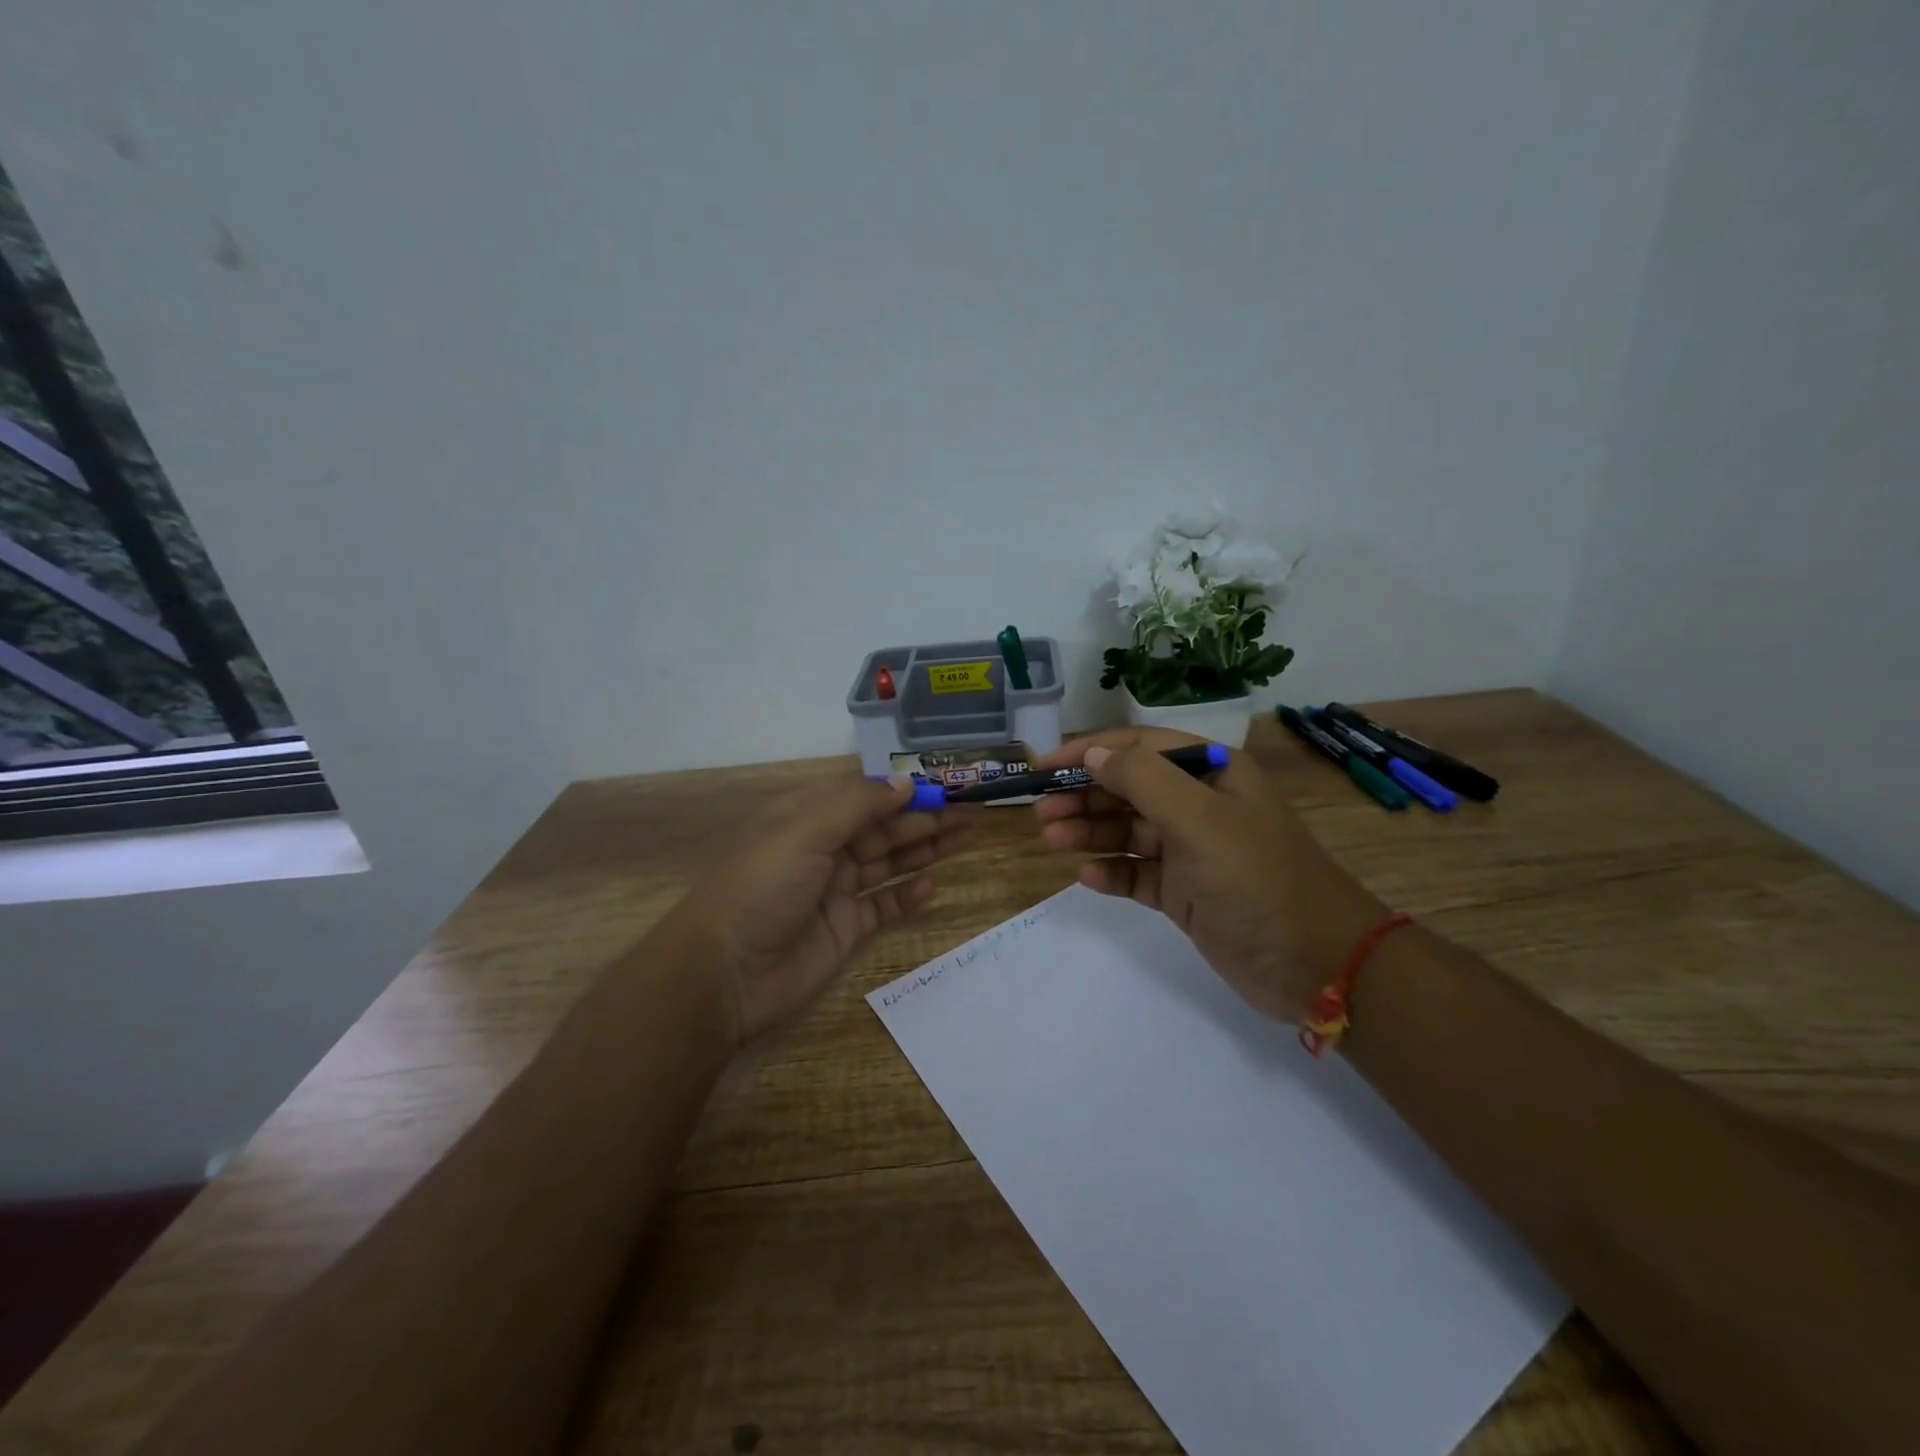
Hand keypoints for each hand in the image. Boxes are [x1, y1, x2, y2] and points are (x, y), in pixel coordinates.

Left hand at [676, 776, 973, 1045]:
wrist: (725, 973)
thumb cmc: (762, 886)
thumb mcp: (805, 831)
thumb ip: (858, 805)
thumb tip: (904, 782)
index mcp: (807, 817)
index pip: (865, 796)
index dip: (904, 791)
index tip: (945, 786)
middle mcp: (825, 849)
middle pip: (884, 828)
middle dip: (926, 818)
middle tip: (972, 814)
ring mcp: (836, 891)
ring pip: (890, 863)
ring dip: (926, 850)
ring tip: (966, 838)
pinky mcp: (845, 929)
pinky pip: (884, 906)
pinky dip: (907, 896)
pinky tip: (932, 886)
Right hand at [1033, 728, 1385, 1021]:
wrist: (1317, 964)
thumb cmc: (1257, 878)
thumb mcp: (1200, 820)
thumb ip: (1143, 780)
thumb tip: (1093, 755)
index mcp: (1211, 773)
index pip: (1139, 747)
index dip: (1090, 752)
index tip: (1044, 766)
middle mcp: (1199, 805)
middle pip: (1128, 789)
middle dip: (1083, 796)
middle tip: (1040, 813)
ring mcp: (1191, 851)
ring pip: (1128, 831)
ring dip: (1089, 832)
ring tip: (1051, 839)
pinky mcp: (1185, 893)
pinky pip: (1137, 873)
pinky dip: (1112, 872)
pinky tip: (1087, 877)